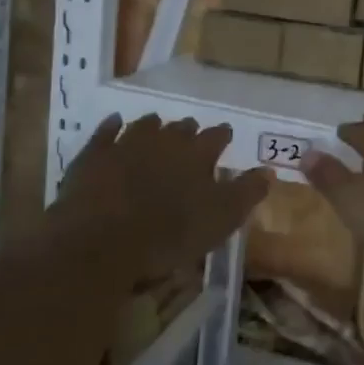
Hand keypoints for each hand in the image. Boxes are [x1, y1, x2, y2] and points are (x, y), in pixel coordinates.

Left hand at [56, 114, 268, 275]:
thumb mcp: (221, 220)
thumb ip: (247, 192)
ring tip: (157, 125)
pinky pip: (105, 132)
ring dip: (153, 125)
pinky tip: (114, 122)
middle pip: (181, 128)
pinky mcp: (94, 156)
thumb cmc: (169, 235)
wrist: (100, 242)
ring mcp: (126, 144)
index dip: (222, 135)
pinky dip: (112, 126)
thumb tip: (269, 170)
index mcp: (198, 154)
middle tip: (191, 135)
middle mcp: (165, 140)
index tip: (226, 135)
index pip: (217, 136)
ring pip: (145, 125)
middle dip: (188, 130)